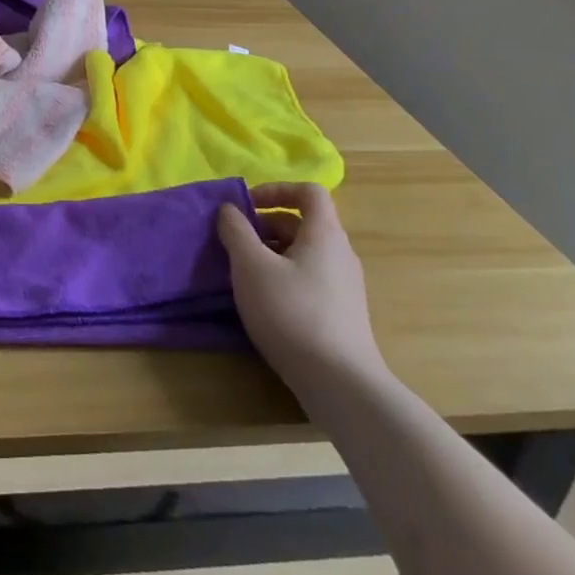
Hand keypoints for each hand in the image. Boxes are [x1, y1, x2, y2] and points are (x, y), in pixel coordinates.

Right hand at [218, 183, 385, 400]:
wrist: (340, 384)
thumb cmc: (292, 312)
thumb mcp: (251, 266)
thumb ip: (236, 231)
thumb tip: (230, 210)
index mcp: (324, 234)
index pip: (309, 192)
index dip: (276, 190)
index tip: (247, 205)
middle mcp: (340, 254)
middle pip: (302, 223)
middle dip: (265, 226)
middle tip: (235, 243)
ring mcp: (344, 287)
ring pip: (303, 254)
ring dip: (271, 254)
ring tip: (243, 275)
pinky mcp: (341, 315)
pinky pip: (309, 280)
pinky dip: (283, 278)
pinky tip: (263, 303)